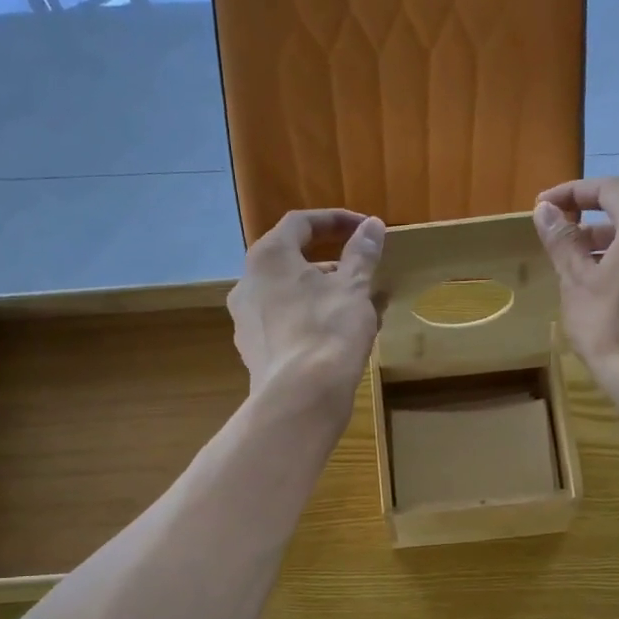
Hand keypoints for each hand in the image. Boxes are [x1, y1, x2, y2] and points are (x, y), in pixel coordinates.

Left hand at [228, 209, 384, 406]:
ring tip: (356, 309)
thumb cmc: (329, 330)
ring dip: (322, 295)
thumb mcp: (354, 287)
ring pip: (289, 296)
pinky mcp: (254, 352)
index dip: (336, 221)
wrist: (301, 397)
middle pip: (292, 261)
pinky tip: (337, 338)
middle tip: (362, 274)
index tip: (365, 229)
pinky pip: (285, 324)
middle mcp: (247, 283)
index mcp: (268, 257)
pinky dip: (309, 321)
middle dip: (331, 264)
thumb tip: (372, 226)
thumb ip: (362, 253)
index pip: (301, 223)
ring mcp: (246, 320)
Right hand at [534, 177, 618, 409]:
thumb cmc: (609, 326)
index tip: (546, 207)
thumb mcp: (576, 282)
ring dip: (612, 245)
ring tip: (583, 269)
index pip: (608, 188)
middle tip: (562, 241)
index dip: (573, 193)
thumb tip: (546, 210)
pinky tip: (613, 290)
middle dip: (592, 221)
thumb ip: (562, 241)